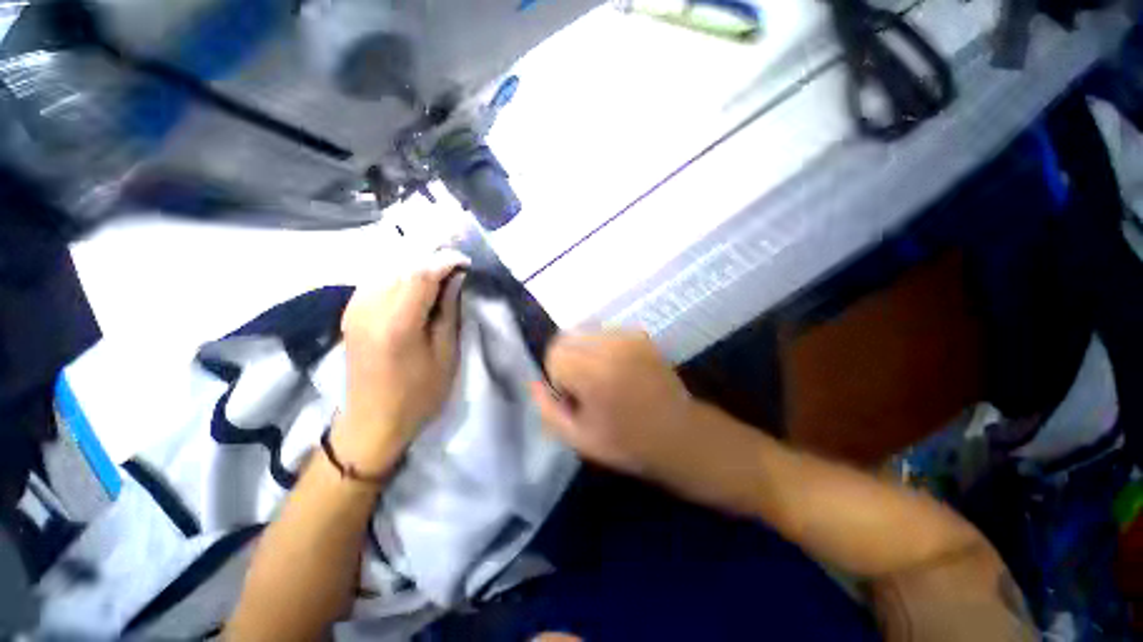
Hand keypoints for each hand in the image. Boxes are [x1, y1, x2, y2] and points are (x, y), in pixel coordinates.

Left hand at [334, 253, 468, 473]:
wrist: (373, 422)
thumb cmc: (418, 394)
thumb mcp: (445, 354)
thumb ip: (448, 310)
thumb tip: (455, 278)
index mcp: (396, 323)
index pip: (421, 273)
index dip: (446, 261)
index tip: (466, 262)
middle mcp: (368, 308)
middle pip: (402, 265)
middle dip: (432, 259)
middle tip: (456, 266)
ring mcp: (354, 308)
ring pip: (387, 268)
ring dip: (415, 265)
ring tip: (440, 273)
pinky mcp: (350, 312)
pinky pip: (377, 279)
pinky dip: (399, 275)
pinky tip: (415, 284)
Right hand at [530, 331, 764, 512]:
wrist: (684, 436)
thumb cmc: (631, 445)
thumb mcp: (580, 439)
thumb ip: (548, 410)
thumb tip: (535, 383)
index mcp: (595, 373)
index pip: (555, 353)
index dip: (558, 377)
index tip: (574, 397)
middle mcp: (611, 346)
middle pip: (568, 337)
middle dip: (568, 361)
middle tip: (586, 388)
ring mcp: (630, 337)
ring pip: (586, 332)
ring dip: (584, 353)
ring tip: (603, 380)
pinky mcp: (641, 336)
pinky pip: (606, 334)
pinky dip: (602, 348)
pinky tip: (617, 371)